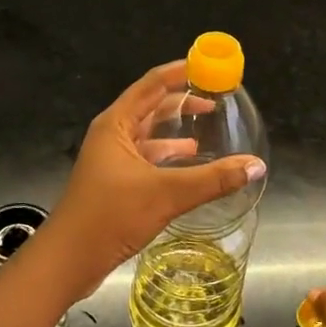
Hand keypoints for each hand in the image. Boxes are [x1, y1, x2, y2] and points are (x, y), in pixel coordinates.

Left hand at [42, 61, 264, 297]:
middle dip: (182, 100)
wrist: (68, 260)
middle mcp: (112, 135)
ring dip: (175, 129)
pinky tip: (189, 163)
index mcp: (116, 124)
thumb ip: (213, 179)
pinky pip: (147, 158)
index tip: (209, 67)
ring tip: (207, 126)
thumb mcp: (166, 194)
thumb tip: (256, 165)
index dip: (180, 72)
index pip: (152, 84)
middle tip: (216, 98)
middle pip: (151, 106)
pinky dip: (169, 156)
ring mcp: (112, 160)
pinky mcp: (115, 182)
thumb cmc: (110, 216)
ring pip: (149, 134)